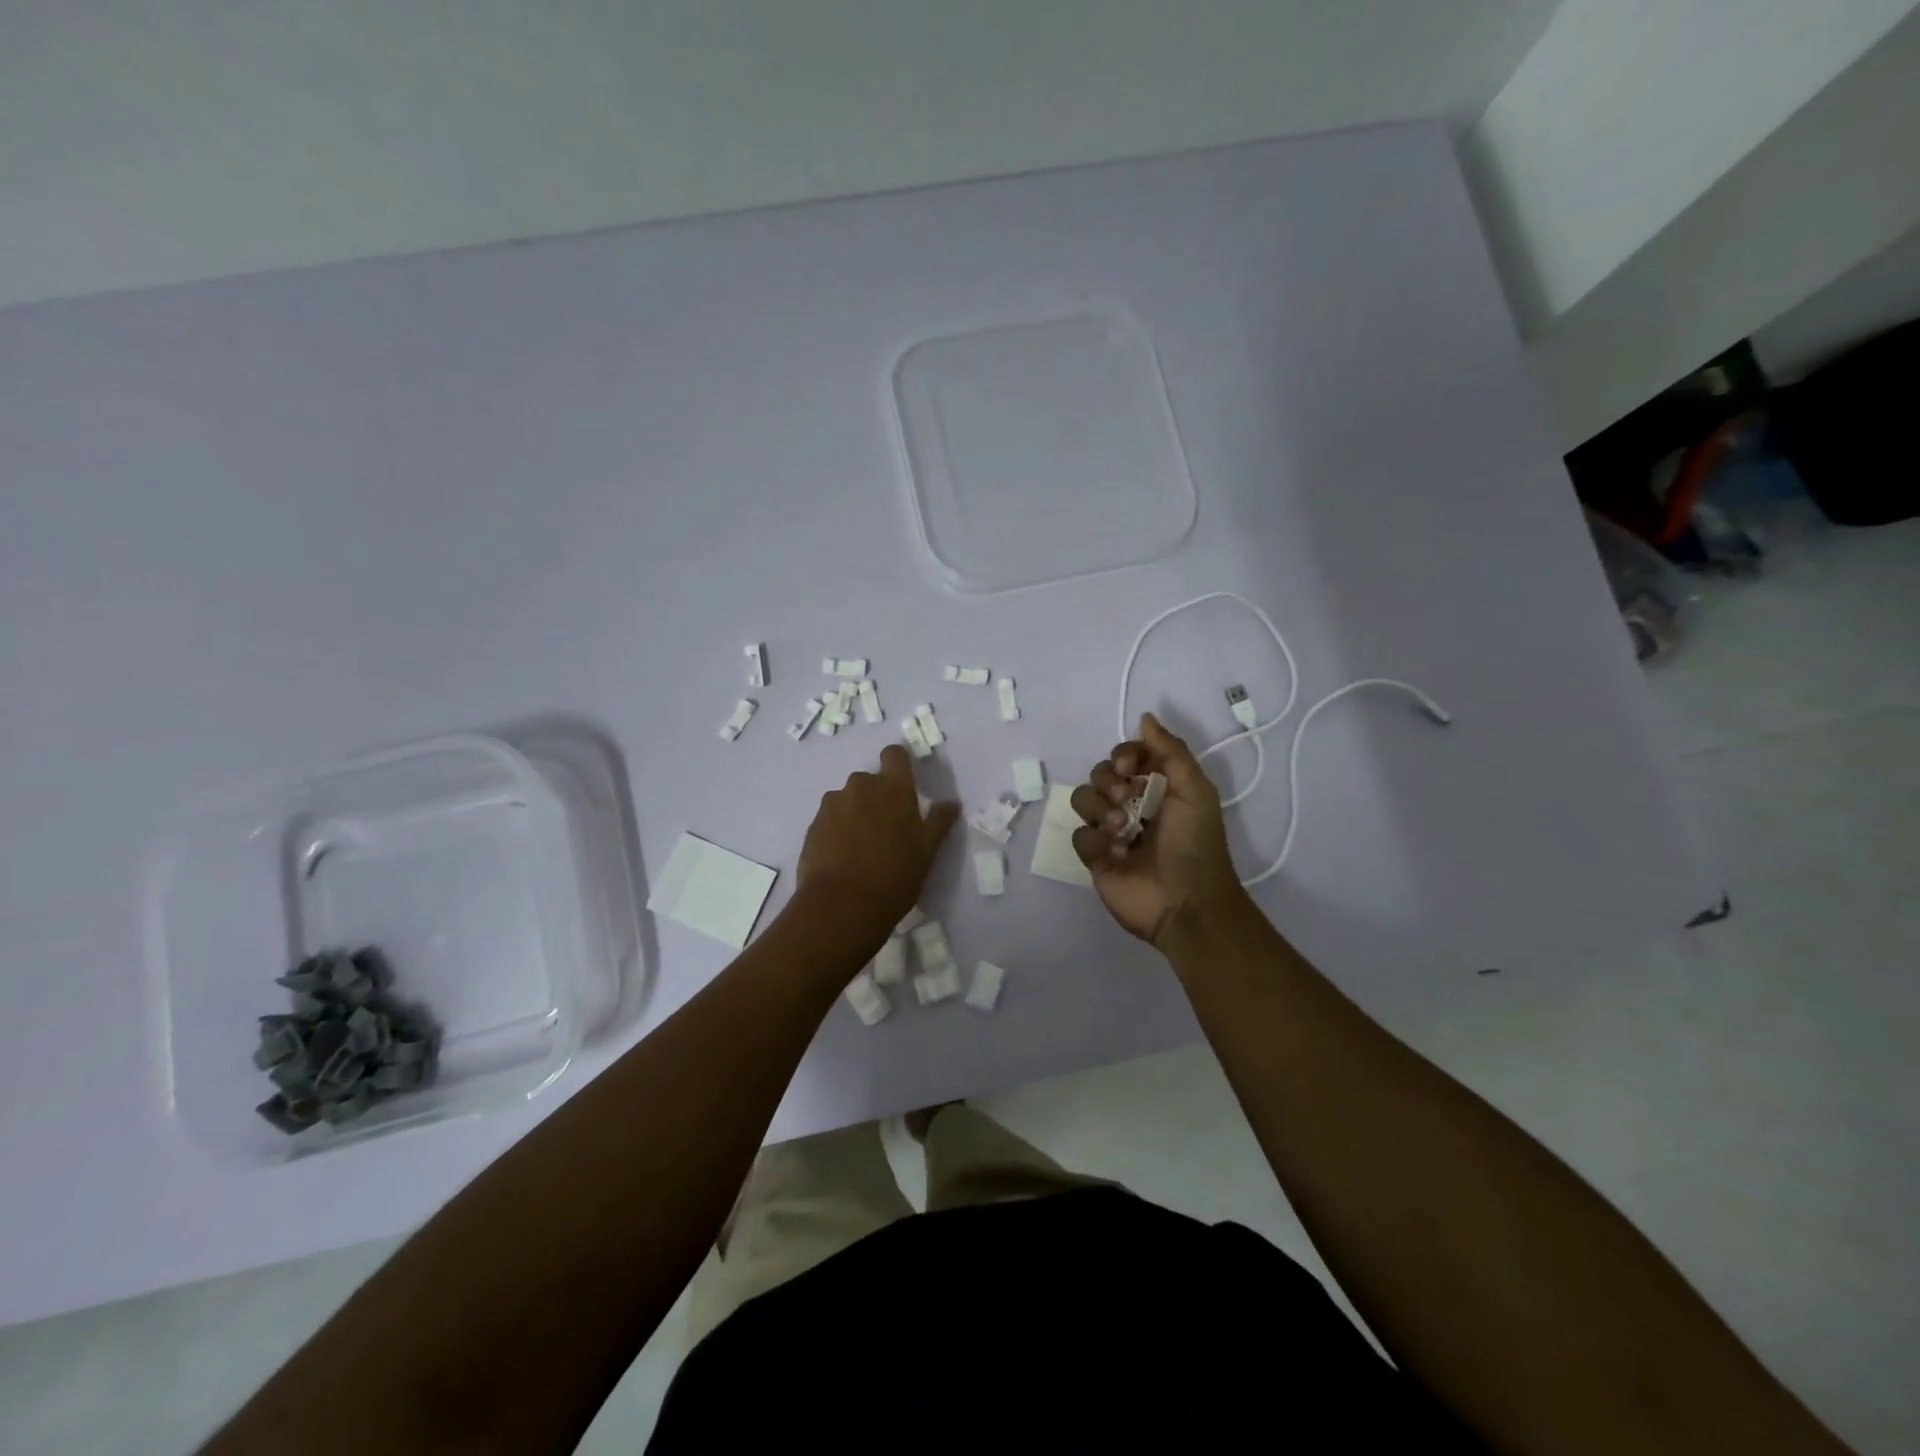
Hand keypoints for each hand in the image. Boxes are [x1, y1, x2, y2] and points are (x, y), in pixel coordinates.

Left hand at [796, 744, 959, 948]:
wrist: (841, 905)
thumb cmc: (894, 876)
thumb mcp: (926, 852)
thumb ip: (938, 822)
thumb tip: (951, 803)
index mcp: (894, 788)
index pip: (894, 754)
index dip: (898, 764)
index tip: (904, 785)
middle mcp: (861, 786)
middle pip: (870, 780)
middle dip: (877, 797)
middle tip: (885, 829)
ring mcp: (833, 803)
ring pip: (848, 799)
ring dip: (855, 812)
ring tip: (860, 847)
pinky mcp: (813, 824)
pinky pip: (829, 818)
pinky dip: (836, 829)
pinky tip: (842, 856)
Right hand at [1070, 712, 1246, 946]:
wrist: (1185, 903)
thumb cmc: (1194, 844)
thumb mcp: (1195, 791)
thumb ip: (1171, 751)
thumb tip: (1145, 717)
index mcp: (1157, 787)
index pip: (1125, 756)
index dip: (1122, 755)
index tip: (1129, 766)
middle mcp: (1131, 805)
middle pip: (1099, 774)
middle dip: (1109, 781)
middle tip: (1127, 799)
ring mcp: (1110, 832)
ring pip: (1083, 800)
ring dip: (1101, 810)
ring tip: (1123, 831)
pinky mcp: (1095, 858)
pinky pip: (1079, 835)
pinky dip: (1095, 841)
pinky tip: (1114, 854)